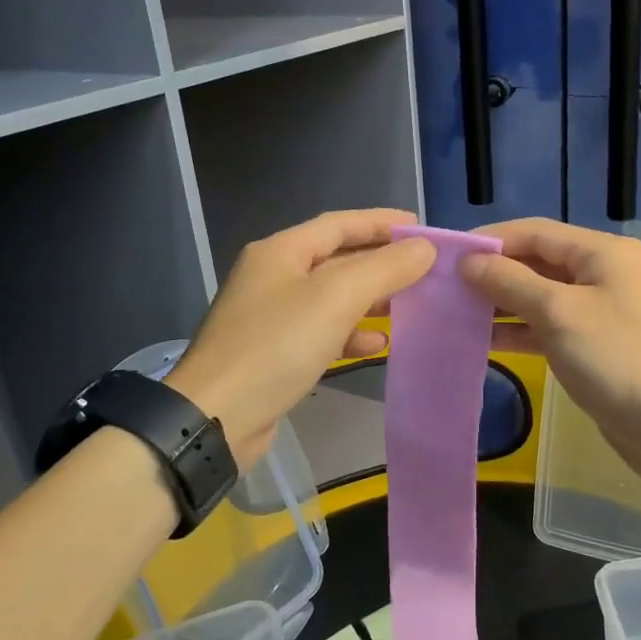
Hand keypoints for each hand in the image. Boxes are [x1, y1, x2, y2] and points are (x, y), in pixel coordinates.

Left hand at [166, 209, 434, 467]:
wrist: (216, 416)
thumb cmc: (276, 346)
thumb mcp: (335, 299)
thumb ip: (384, 269)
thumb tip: (423, 248)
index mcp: (281, 251)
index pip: (340, 223)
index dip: (382, 222)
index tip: (422, 229)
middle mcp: (274, 276)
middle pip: (337, 258)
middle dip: (381, 262)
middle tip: (424, 270)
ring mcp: (272, 315)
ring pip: (332, 297)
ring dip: (370, 299)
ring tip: (409, 306)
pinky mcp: (275, 352)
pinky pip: (323, 331)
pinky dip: (351, 333)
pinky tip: (377, 345)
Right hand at [459, 218, 640, 492]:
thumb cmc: (619, 360)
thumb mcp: (560, 314)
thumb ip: (511, 283)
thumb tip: (469, 261)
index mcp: (602, 253)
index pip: (535, 232)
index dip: (490, 240)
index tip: (446, 255)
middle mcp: (603, 274)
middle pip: (538, 262)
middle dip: (493, 272)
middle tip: (445, 287)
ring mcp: (601, 312)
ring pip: (541, 297)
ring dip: (502, 304)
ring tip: (456, 313)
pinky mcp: (596, 346)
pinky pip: (550, 327)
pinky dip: (520, 331)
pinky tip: (485, 341)